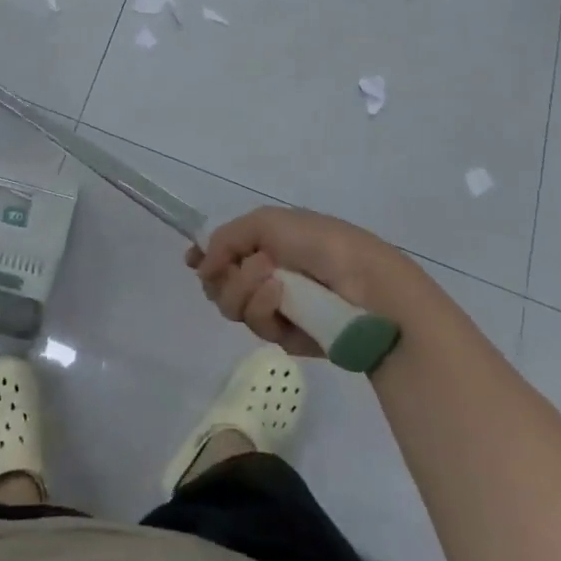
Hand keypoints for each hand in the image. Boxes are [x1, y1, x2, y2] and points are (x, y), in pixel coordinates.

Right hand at [188, 206, 428, 358]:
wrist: (367, 284)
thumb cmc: (320, 243)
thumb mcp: (267, 222)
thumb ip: (227, 238)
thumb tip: (201, 266)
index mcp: (268, 243)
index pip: (225, 252)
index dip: (205, 257)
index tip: (193, 261)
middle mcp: (268, 275)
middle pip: (220, 283)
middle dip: (225, 276)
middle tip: (249, 267)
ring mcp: (278, 308)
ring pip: (234, 307)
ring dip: (247, 290)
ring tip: (275, 281)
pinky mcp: (289, 338)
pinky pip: (259, 327)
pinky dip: (266, 310)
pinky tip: (284, 300)